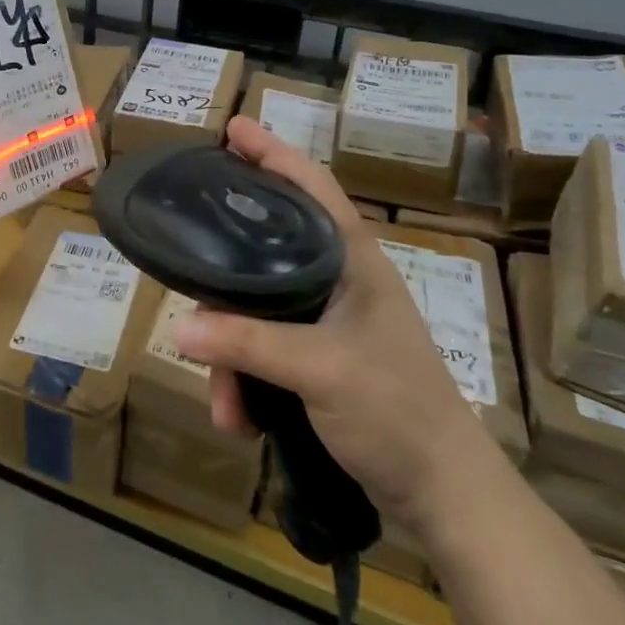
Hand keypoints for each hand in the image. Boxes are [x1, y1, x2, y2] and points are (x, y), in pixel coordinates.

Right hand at [171, 116, 495, 533]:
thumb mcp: (319, 369)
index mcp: (353, 260)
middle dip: (225, 274)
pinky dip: (246, 382)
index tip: (231, 128)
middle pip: (268, 249)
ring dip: (232, 356)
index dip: (272, 152)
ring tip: (225, 405)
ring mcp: (329, 322)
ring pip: (258, 311)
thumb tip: (178, 327)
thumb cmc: (396, 410)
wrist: (445, 496)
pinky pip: (264, 352)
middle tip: (185, 259)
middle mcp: (339, 281)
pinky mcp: (320, 360)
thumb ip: (247, 343)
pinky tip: (239, 419)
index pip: (310, 186)